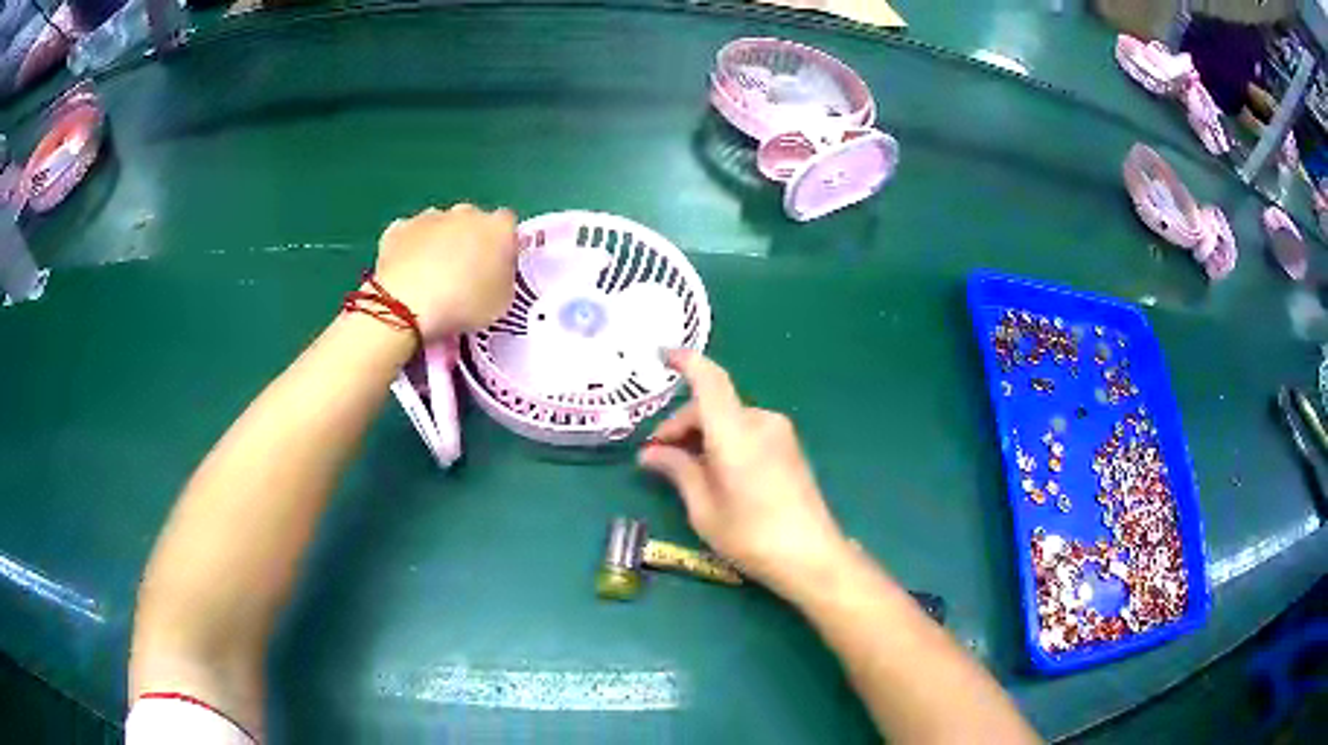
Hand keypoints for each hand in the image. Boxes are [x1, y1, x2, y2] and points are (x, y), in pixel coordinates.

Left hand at [374, 204, 518, 340]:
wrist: (406, 305)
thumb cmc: (463, 305)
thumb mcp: (502, 303)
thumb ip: (505, 278)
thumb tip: (498, 269)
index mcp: (498, 227)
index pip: (508, 226)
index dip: (503, 246)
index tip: (496, 268)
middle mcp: (466, 212)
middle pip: (472, 220)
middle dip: (470, 240)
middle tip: (464, 273)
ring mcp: (429, 216)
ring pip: (440, 225)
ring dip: (439, 242)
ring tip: (432, 276)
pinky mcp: (399, 228)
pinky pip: (409, 235)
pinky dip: (410, 248)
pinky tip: (407, 271)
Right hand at [638, 350, 850, 594]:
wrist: (811, 556)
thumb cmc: (750, 535)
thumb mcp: (703, 507)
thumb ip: (677, 470)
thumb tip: (649, 453)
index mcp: (736, 432)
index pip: (709, 380)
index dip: (685, 361)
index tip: (661, 356)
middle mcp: (760, 422)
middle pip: (713, 405)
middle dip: (682, 425)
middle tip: (658, 456)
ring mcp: (780, 433)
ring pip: (729, 419)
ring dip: (703, 434)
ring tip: (684, 469)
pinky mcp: (789, 447)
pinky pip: (747, 430)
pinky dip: (724, 441)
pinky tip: (714, 470)